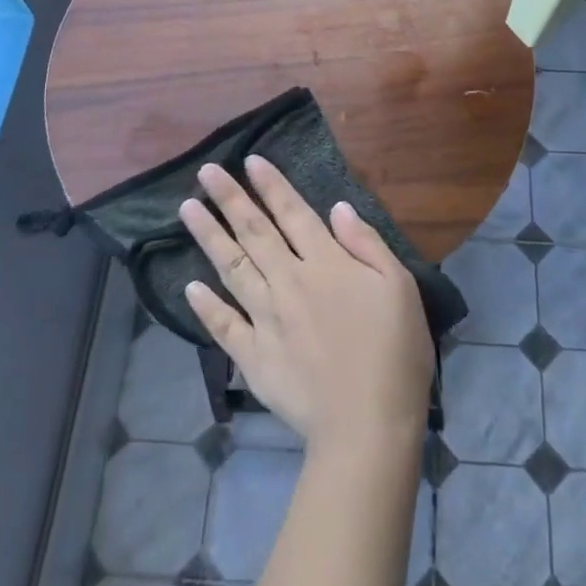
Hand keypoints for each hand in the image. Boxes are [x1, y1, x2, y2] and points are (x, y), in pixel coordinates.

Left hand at [179, 158, 433, 455]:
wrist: (368, 423)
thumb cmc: (395, 352)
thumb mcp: (399, 287)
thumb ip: (366, 244)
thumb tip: (337, 207)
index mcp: (326, 264)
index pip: (292, 213)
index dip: (271, 185)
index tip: (249, 161)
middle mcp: (289, 282)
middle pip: (254, 232)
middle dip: (229, 198)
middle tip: (205, 172)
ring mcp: (266, 319)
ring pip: (232, 268)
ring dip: (208, 236)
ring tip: (186, 210)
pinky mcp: (254, 357)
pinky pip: (224, 326)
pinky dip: (206, 306)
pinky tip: (190, 288)